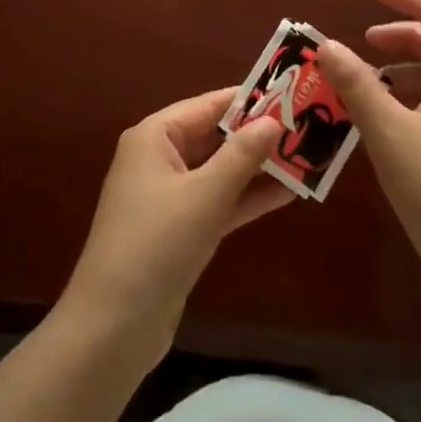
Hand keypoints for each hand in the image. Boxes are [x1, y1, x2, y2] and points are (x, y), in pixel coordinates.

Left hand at [60, 89, 292, 362]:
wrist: (113, 328)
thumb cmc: (156, 244)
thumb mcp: (205, 195)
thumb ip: (241, 155)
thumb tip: (273, 120)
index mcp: (155, 136)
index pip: (209, 105)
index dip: (249, 99)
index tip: (291, 93)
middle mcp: (159, 158)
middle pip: (215, 136)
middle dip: (258, 135)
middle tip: (307, 126)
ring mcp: (168, 196)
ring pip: (220, 171)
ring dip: (258, 168)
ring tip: (306, 158)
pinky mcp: (179, 230)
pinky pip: (218, 202)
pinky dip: (246, 198)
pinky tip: (286, 194)